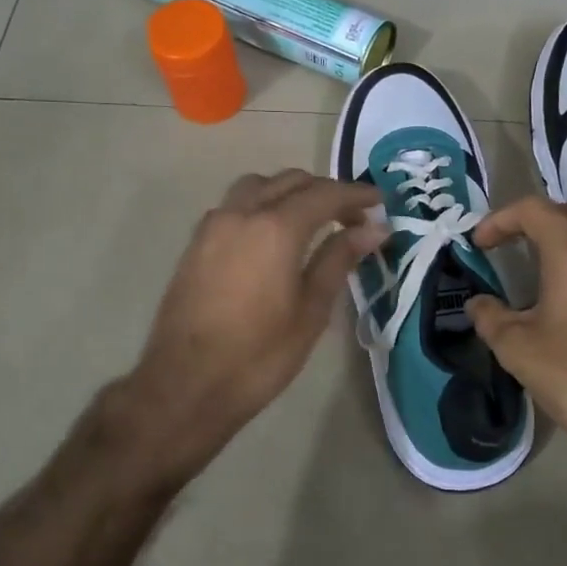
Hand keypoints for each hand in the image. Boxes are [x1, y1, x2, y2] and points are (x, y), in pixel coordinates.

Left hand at [121, 169, 383, 481]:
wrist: (186, 384)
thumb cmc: (259, 355)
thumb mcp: (311, 310)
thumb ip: (339, 259)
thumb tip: (374, 229)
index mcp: (276, 228)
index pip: (325, 194)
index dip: (356, 195)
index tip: (380, 203)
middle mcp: (242, 213)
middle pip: (290, 181)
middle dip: (325, 192)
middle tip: (352, 218)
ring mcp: (213, 225)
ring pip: (258, 186)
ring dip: (289, 192)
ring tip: (312, 221)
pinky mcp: (196, 243)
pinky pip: (235, 205)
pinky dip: (261, 205)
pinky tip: (272, 237)